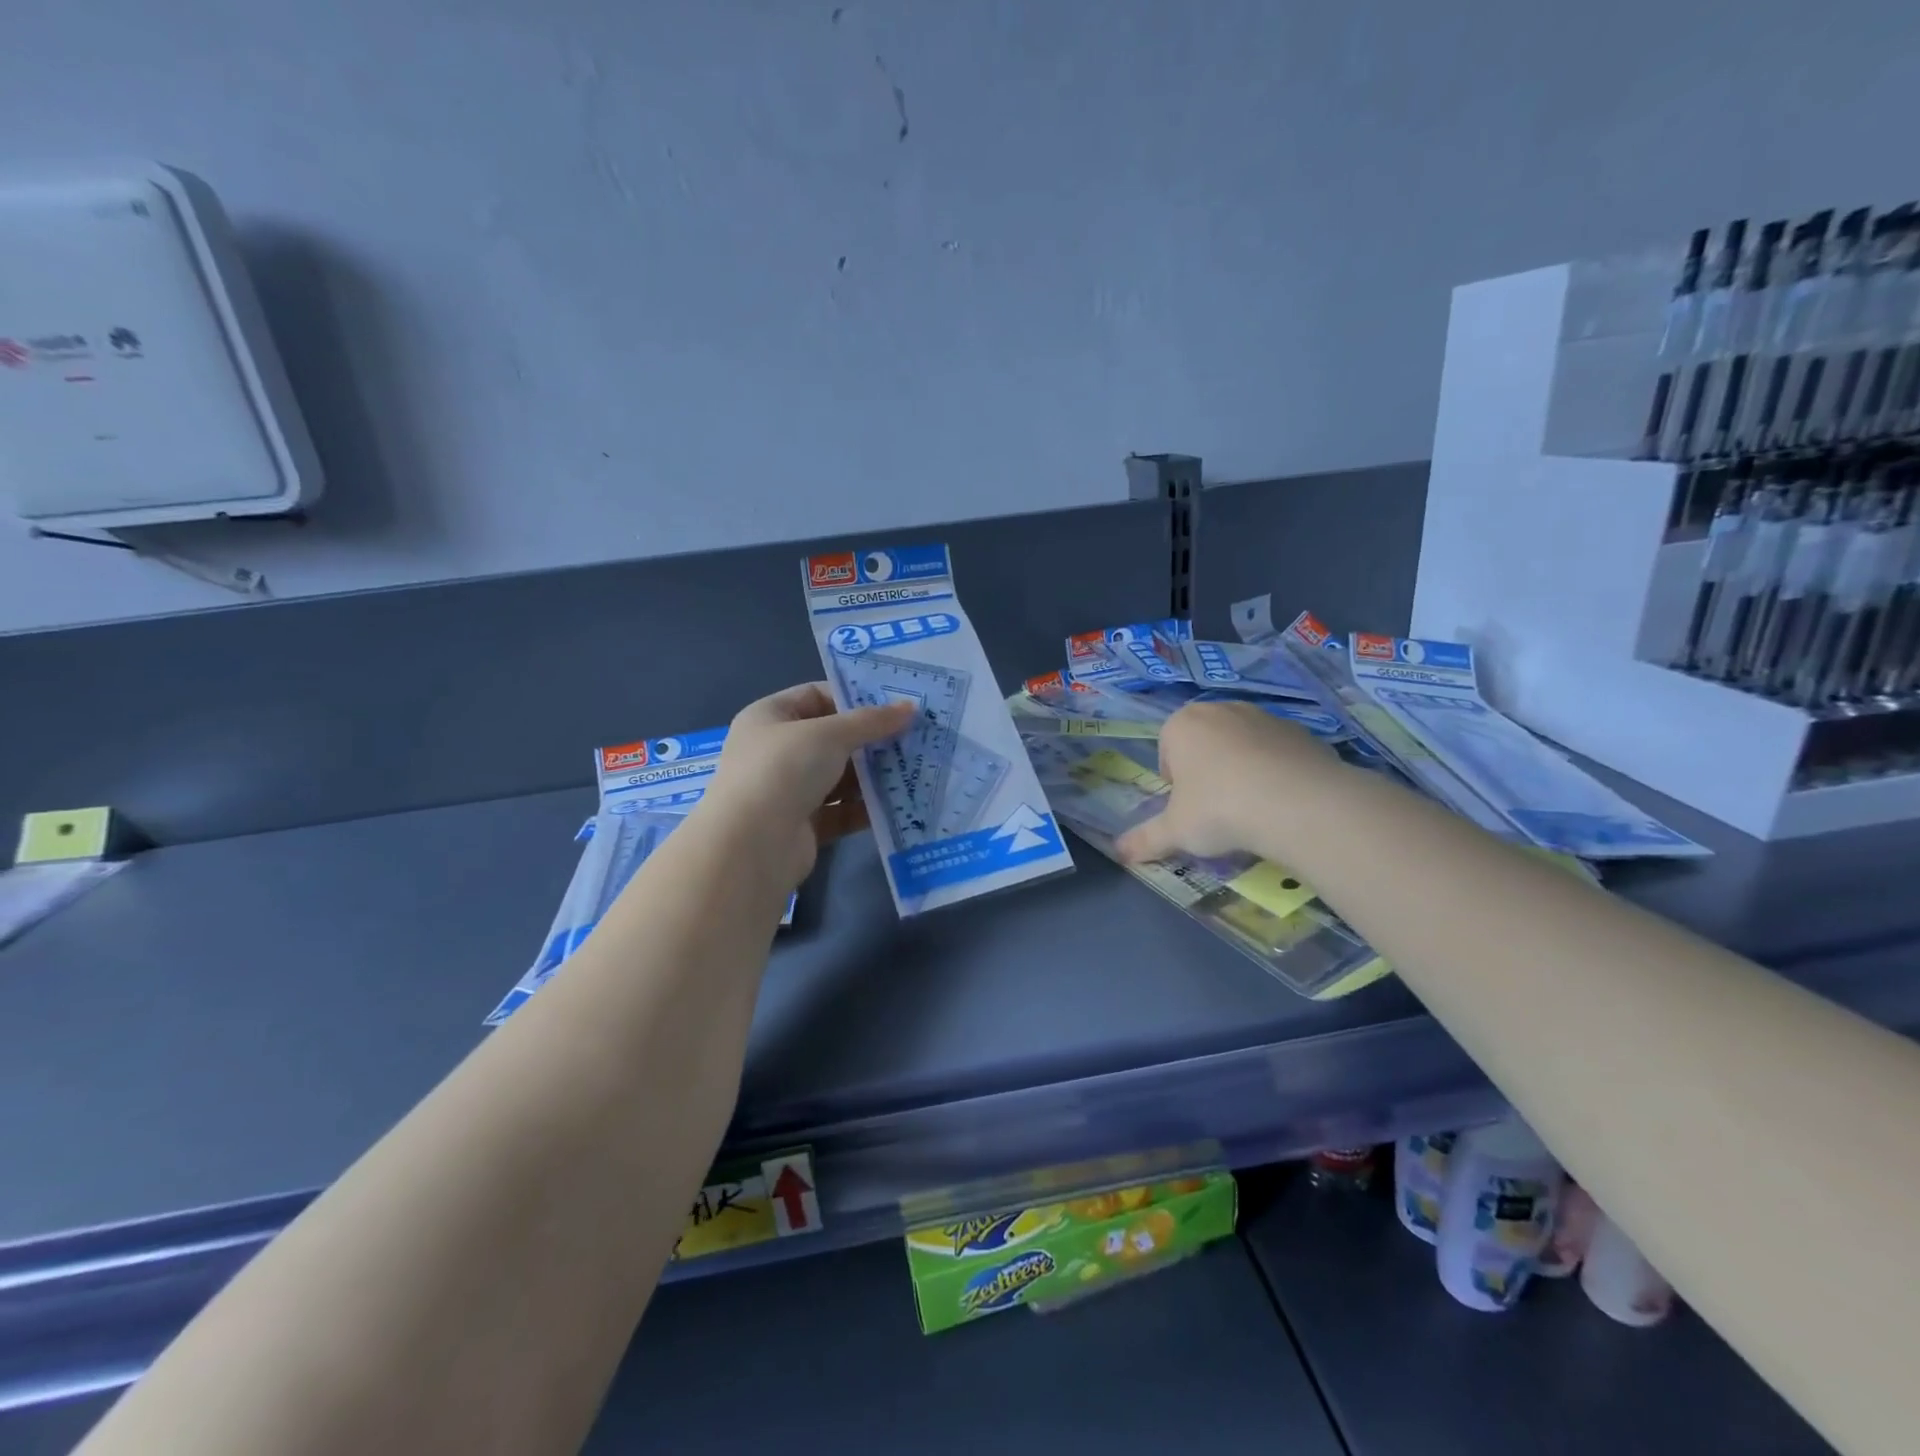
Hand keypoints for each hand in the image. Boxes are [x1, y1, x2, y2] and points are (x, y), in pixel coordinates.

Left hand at [702, 683, 913, 884]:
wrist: (752, 844)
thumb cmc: (784, 770)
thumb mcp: (830, 735)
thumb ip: (871, 721)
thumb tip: (910, 708)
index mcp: (769, 717)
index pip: (816, 696)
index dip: (854, 698)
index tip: (894, 705)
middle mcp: (776, 751)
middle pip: (831, 738)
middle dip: (871, 739)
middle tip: (914, 737)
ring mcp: (788, 790)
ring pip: (839, 776)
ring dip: (873, 774)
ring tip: (914, 768)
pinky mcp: (804, 825)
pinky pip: (841, 810)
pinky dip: (866, 807)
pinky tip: (899, 803)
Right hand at [1115, 700, 1336, 864]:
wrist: (1298, 803)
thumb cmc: (1219, 809)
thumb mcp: (1175, 831)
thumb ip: (1145, 840)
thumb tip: (1118, 853)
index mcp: (1182, 724)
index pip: (1166, 750)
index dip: (1174, 783)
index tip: (1187, 809)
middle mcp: (1220, 710)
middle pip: (1204, 743)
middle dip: (1206, 771)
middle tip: (1216, 809)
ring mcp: (1263, 716)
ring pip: (1241, 745)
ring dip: (1241, 769)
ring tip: (1251, 808)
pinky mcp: (1300, 731)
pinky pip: (1276, 752)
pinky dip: (1275, 772)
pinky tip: (1281, 802)